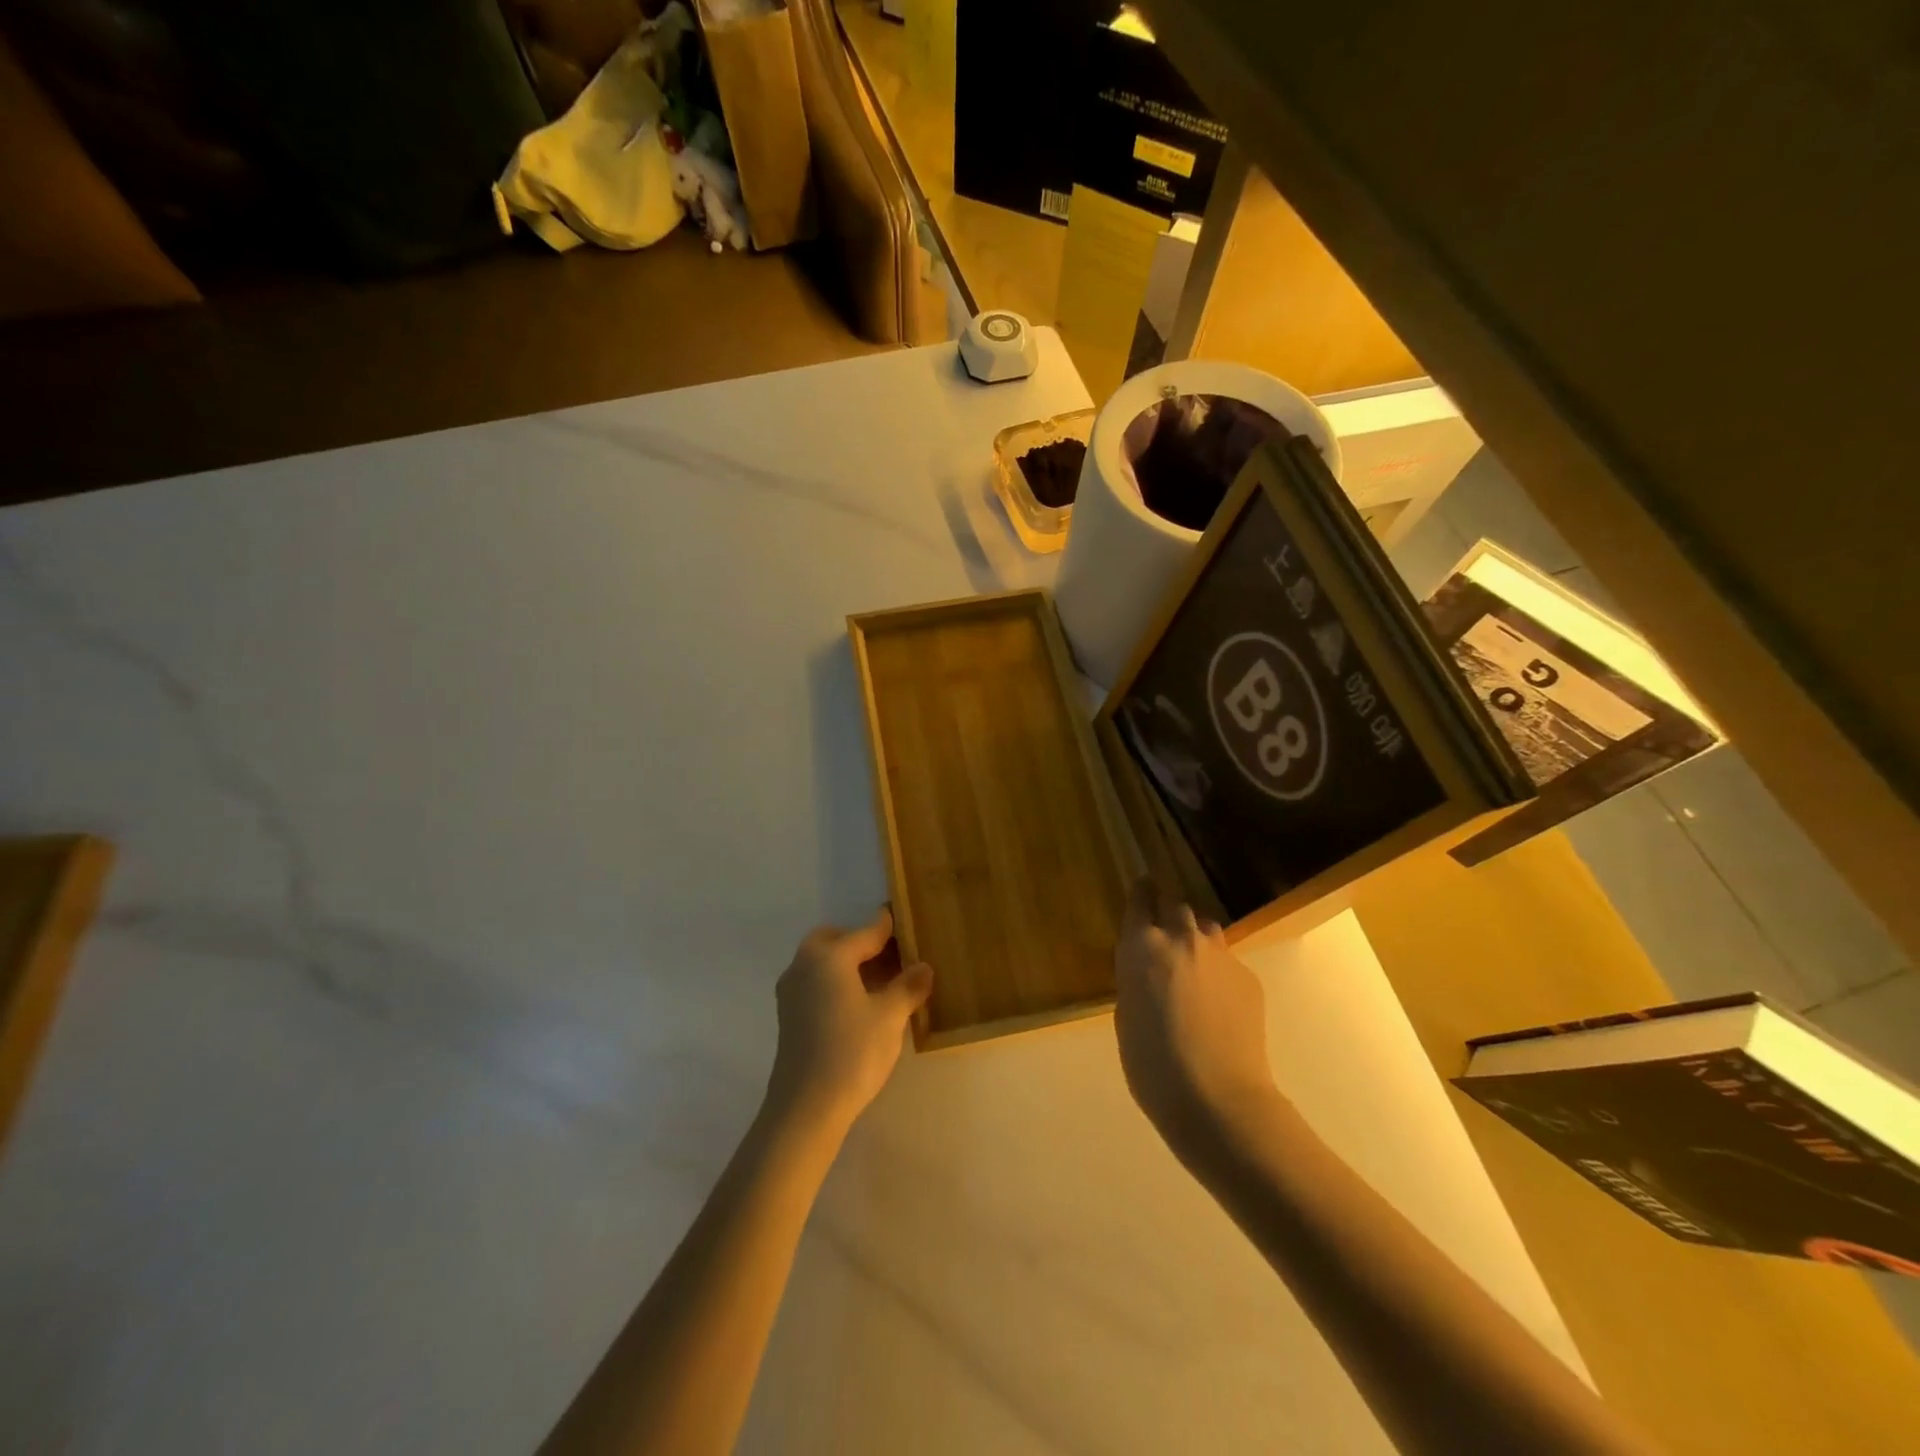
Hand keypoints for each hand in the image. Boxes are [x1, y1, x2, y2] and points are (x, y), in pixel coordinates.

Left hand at [765, 906, 933, 1133]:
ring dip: (848, 964)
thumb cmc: (852, 1052)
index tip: (902, 917)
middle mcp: (804, 965)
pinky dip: (836, 983)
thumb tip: (924, 967)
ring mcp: (791, 992)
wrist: (805, 1108)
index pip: (865, 932)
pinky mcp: (788, 1016)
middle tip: (891, 956)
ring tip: (881, 982)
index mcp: (829, 957)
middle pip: (835, 941)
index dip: (888, 926)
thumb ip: (908, 987)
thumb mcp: (890, 1017)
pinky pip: (816, 983)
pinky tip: (859, 1005)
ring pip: (823, 963)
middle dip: (861, 943)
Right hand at [1114, 877, 1280, 1158]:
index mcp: (1141, 947)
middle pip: (1176, 907)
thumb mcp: (1126, 1017)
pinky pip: (1228, 961)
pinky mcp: (1249, 977)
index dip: (1141, 891)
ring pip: (1206, 929)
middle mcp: (1181, 939)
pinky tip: (1218, 1004)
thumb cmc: (1152, 1064)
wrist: (1217, 1098)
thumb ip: (1135, 982)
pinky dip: (1218, 971)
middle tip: (1164, 935)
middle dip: (1168, 914)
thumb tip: (1148, 974)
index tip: (1143, 884)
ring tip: (1192, 966)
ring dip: (1195, 938)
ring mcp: (1220, 955)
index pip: (1140, 900)